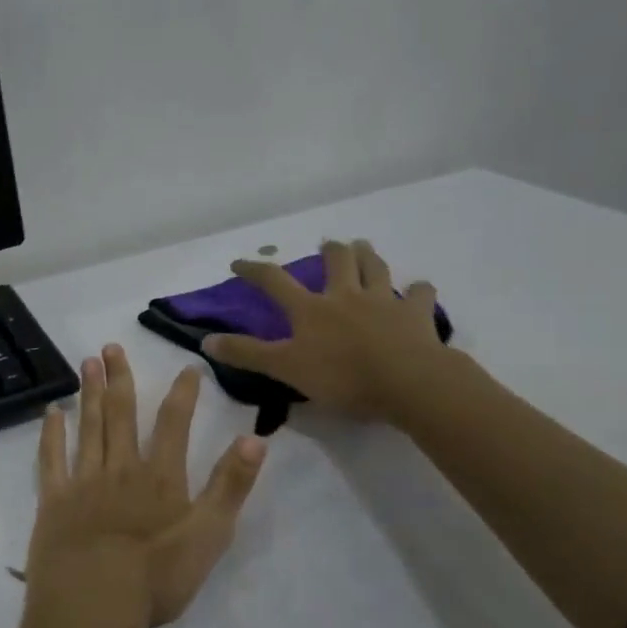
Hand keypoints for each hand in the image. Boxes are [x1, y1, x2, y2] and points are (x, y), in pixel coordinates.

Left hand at [28, 345, 266, 627]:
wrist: (93, 599)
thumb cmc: (156, 576)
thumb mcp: (210, 535)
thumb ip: (231, 486)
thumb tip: (255, 438)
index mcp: (160, 477)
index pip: (174, 424)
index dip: (182, 394)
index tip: (187, 367)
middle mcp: (121, 469)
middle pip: (122, 414)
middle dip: (120, 378)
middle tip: (111, 347)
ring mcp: (84, 481)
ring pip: (88, 427)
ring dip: (89, 393)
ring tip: (87, 362)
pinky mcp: (54, 499)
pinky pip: (51, 458)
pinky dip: (52, 433)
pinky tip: (52, 412)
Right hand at [202, 239, 454, 423]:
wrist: (407, 382)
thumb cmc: (341, 377)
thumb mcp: (284, 368)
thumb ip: (246, 354)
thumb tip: (206, 340)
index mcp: (310, 309)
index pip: (274, 281)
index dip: (254, 270)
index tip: (239, 263)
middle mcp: (345, 296)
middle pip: (336, 261)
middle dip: (330, 250)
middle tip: (328, 245)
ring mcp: (383, 301)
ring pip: (375, 268)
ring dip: (368, 255)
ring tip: (364, 247)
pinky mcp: (416, 315)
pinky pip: (420, 294)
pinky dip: (418, 290)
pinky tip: (418, 290)